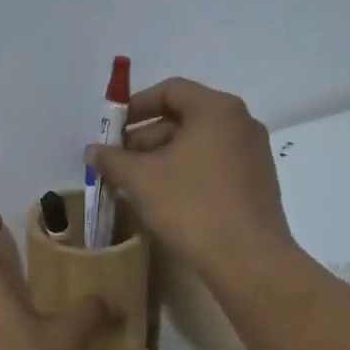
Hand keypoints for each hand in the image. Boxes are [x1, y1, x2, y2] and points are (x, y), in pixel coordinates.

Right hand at [86, 78, 295, 280]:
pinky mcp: (257, 182)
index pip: (170, 90)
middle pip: (185, 117)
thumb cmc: (192, 206)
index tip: (112, 128)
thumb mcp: (143, 179)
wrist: (248, 259)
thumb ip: (114, 159)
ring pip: (199, 143)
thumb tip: (92, 151)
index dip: (136, 106)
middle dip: (146, 136)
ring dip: (163, 156)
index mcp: (217, 110)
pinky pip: (214, 164)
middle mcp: (241, 123)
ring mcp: (253, 153)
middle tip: (118, 160)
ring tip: (135, 182)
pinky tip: (165, 197)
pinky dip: (186, 171)